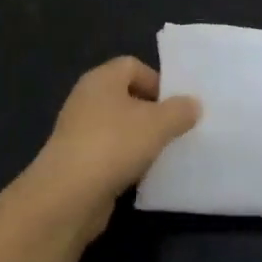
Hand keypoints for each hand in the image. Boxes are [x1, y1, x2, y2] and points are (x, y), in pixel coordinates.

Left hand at [24, 57, 199, 240]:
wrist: (68, 195)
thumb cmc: (114, 145)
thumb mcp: (158, 124)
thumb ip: (180, 110)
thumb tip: (192, 104)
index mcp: (101, 79)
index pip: (132, 65)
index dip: (157, 81)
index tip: (178, 105)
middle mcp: (86, 99)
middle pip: (126, 96)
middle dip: (152, 112)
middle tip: (176, 129)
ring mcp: (79, 131)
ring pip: (118, 127)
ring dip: (141, 138)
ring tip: (164, 153)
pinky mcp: (78, 161)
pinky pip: (110, 152)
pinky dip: (126, 160)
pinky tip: (142, 175)